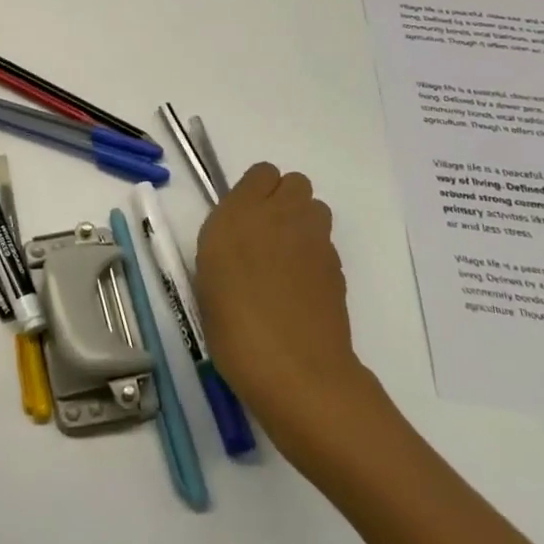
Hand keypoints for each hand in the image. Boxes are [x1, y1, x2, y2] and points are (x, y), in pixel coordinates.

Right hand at [194, 163, 382, 443]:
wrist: (294, 370)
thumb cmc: (233, 326)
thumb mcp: (207, 277)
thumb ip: (223, 243)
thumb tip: (239, 237)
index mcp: (239, 214)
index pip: (261, 173)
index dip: (254, 191)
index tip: (241, 217)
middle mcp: (280, 216)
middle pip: (294, 183)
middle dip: (282, 200)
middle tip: (263, 234)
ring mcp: (314, 241)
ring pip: (315, 208)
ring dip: (302, 222)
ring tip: (284, 258)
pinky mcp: (337, 268)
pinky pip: (325, 243)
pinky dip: (313, 254)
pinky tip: (299, 287)